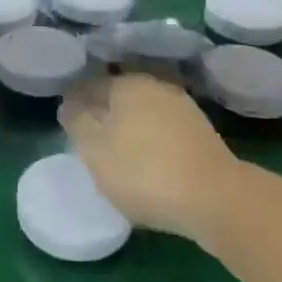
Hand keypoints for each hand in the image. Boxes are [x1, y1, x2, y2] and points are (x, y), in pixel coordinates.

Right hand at [58, 72, 242, 241]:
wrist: (216, 198)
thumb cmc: (144, 171)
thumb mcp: (95, 151)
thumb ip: (78, 123)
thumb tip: (69, 105)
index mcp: (126, 83)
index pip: (89, 84)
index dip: (74, 101)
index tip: (65, 121)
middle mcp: (155, 85)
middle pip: (119, 95)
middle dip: (103, 111)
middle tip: (88, 138)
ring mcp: (182, 106)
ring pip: (143, 111)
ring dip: (129, 126)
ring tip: (117, 153)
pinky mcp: (201, 131)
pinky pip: (164, 128)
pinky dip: (151, 139)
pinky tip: (147, 160)